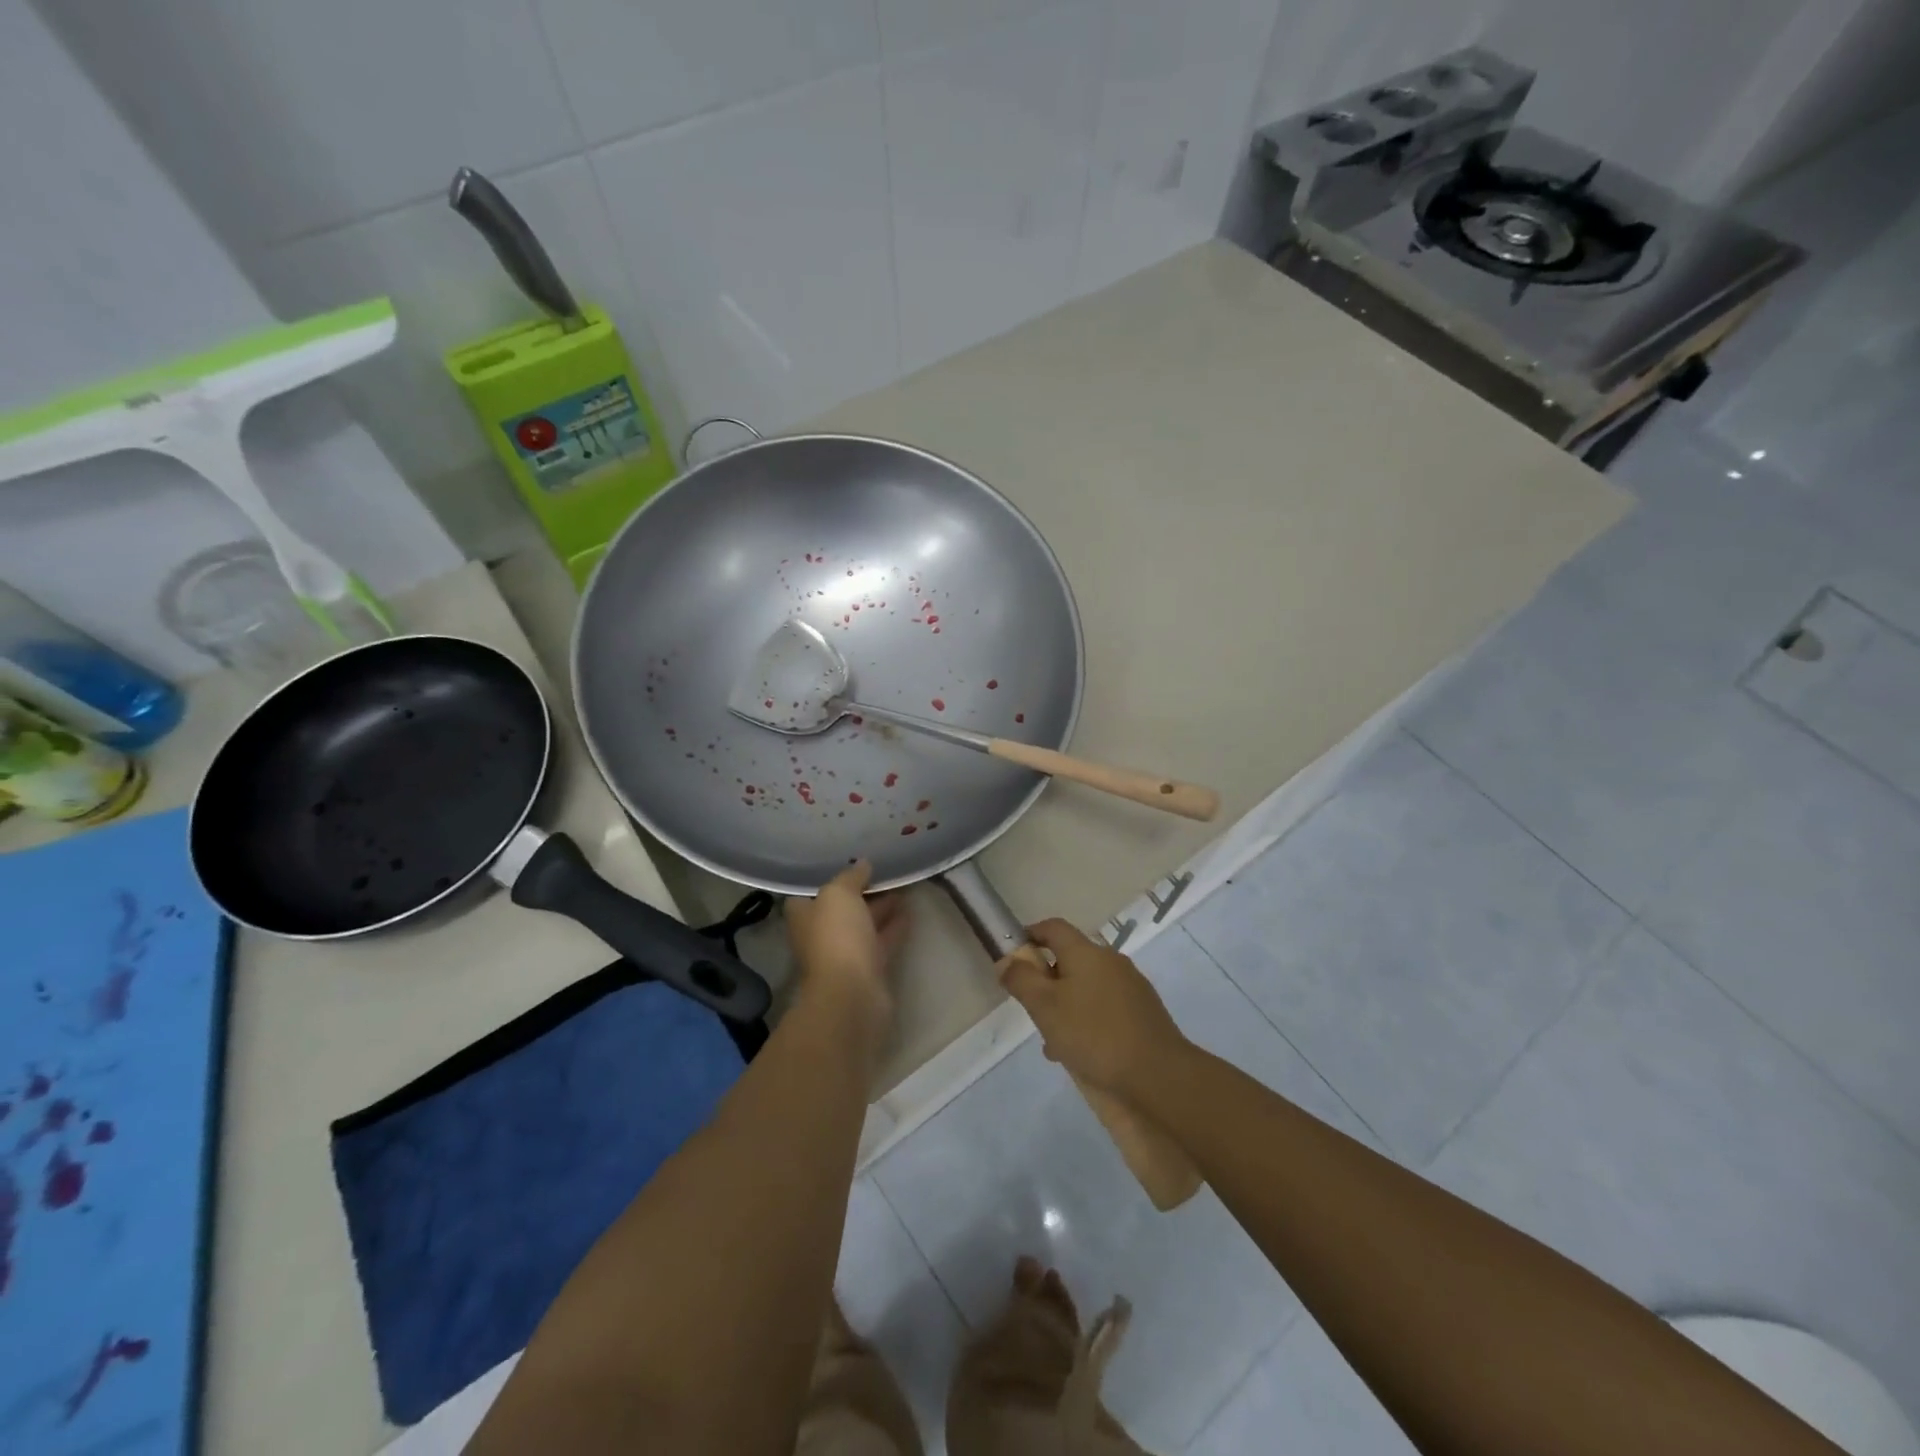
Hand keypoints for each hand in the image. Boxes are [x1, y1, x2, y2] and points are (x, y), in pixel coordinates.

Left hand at [786, 860, 909, 1029]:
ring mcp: (845, 954)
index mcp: (803, 916)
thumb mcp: (839, 894)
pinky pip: (882, 941)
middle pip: (840, 908)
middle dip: (860, 891)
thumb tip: (862, 864)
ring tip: (902, 884)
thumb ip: (850, 876)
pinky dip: (894, 926)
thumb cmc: (836, 937)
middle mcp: (820, 935)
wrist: (852, 994)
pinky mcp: (869, 969)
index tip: (850, 863)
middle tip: (884, 870)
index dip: (828, 878)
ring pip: (864, 924)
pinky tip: (910, 910)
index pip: (810, 892)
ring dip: (880, 907)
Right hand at [997, 919, 1187, 1099]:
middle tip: (1033, 1012)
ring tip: (1055, 1043)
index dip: (1031, 935)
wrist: (1159, 1075)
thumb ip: (1021, 980)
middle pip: (1070, 960)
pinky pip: (1105, 1007)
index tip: (1014, 957)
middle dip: (1047, 982)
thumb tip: (1007, 960)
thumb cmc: (1094, 1035)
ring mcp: (1131, 986)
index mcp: (1086, 952)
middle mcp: (1110, 961)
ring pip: (1087, 987)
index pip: (1053, 927)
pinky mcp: (1143, 1012)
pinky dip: (1088, 1021)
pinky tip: (1082, 1054)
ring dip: (1066, 1007)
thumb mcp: (1045, 1008)